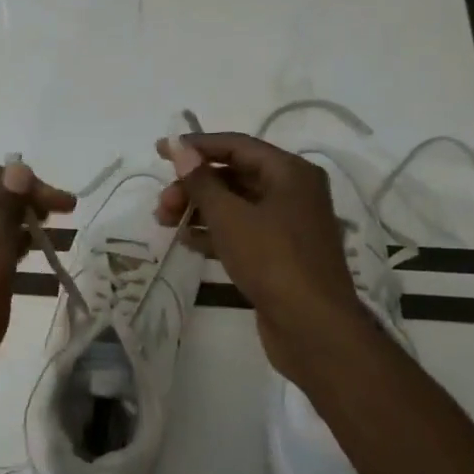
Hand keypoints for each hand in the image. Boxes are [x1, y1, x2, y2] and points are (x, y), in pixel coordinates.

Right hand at [152, 132, 369, 383]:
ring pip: (237, 206)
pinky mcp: (281, 255)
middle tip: (162, 204)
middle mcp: (294, 192)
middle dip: (194, 185)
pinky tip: (187, 241)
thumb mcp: (230, 216)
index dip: (196, 146)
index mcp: (290, 172)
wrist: (312, 327)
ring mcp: (289, 226)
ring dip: (200, 209)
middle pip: (235, 176)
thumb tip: (179, 147)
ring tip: (165, 222)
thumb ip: (201, 180)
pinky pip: (243, 232)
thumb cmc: (272, 260)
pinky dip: (215, 232)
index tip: (160, 150)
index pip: (237, 146)